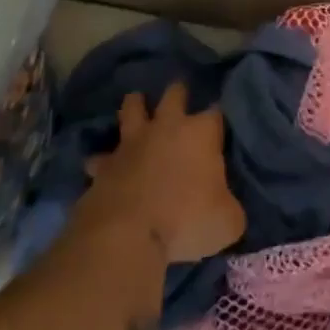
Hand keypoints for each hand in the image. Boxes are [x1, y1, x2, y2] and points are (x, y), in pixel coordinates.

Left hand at [83, 83, 245, 264]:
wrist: (127, 235)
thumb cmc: (187, 221)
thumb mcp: (228, 221)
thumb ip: (229, 205)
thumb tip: (225, 205)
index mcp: (201, 134)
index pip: (216, 113)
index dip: (218, 119)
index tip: (220, 127)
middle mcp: (166, 127)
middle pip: (174, 94)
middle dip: (178, 94)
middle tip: (180, 99)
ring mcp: (131, 143)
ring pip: (131, 108)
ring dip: (135, 107)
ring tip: (138, 107)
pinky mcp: (104, 165)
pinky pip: (101, 156)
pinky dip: (103, 160)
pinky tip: (102, 167)